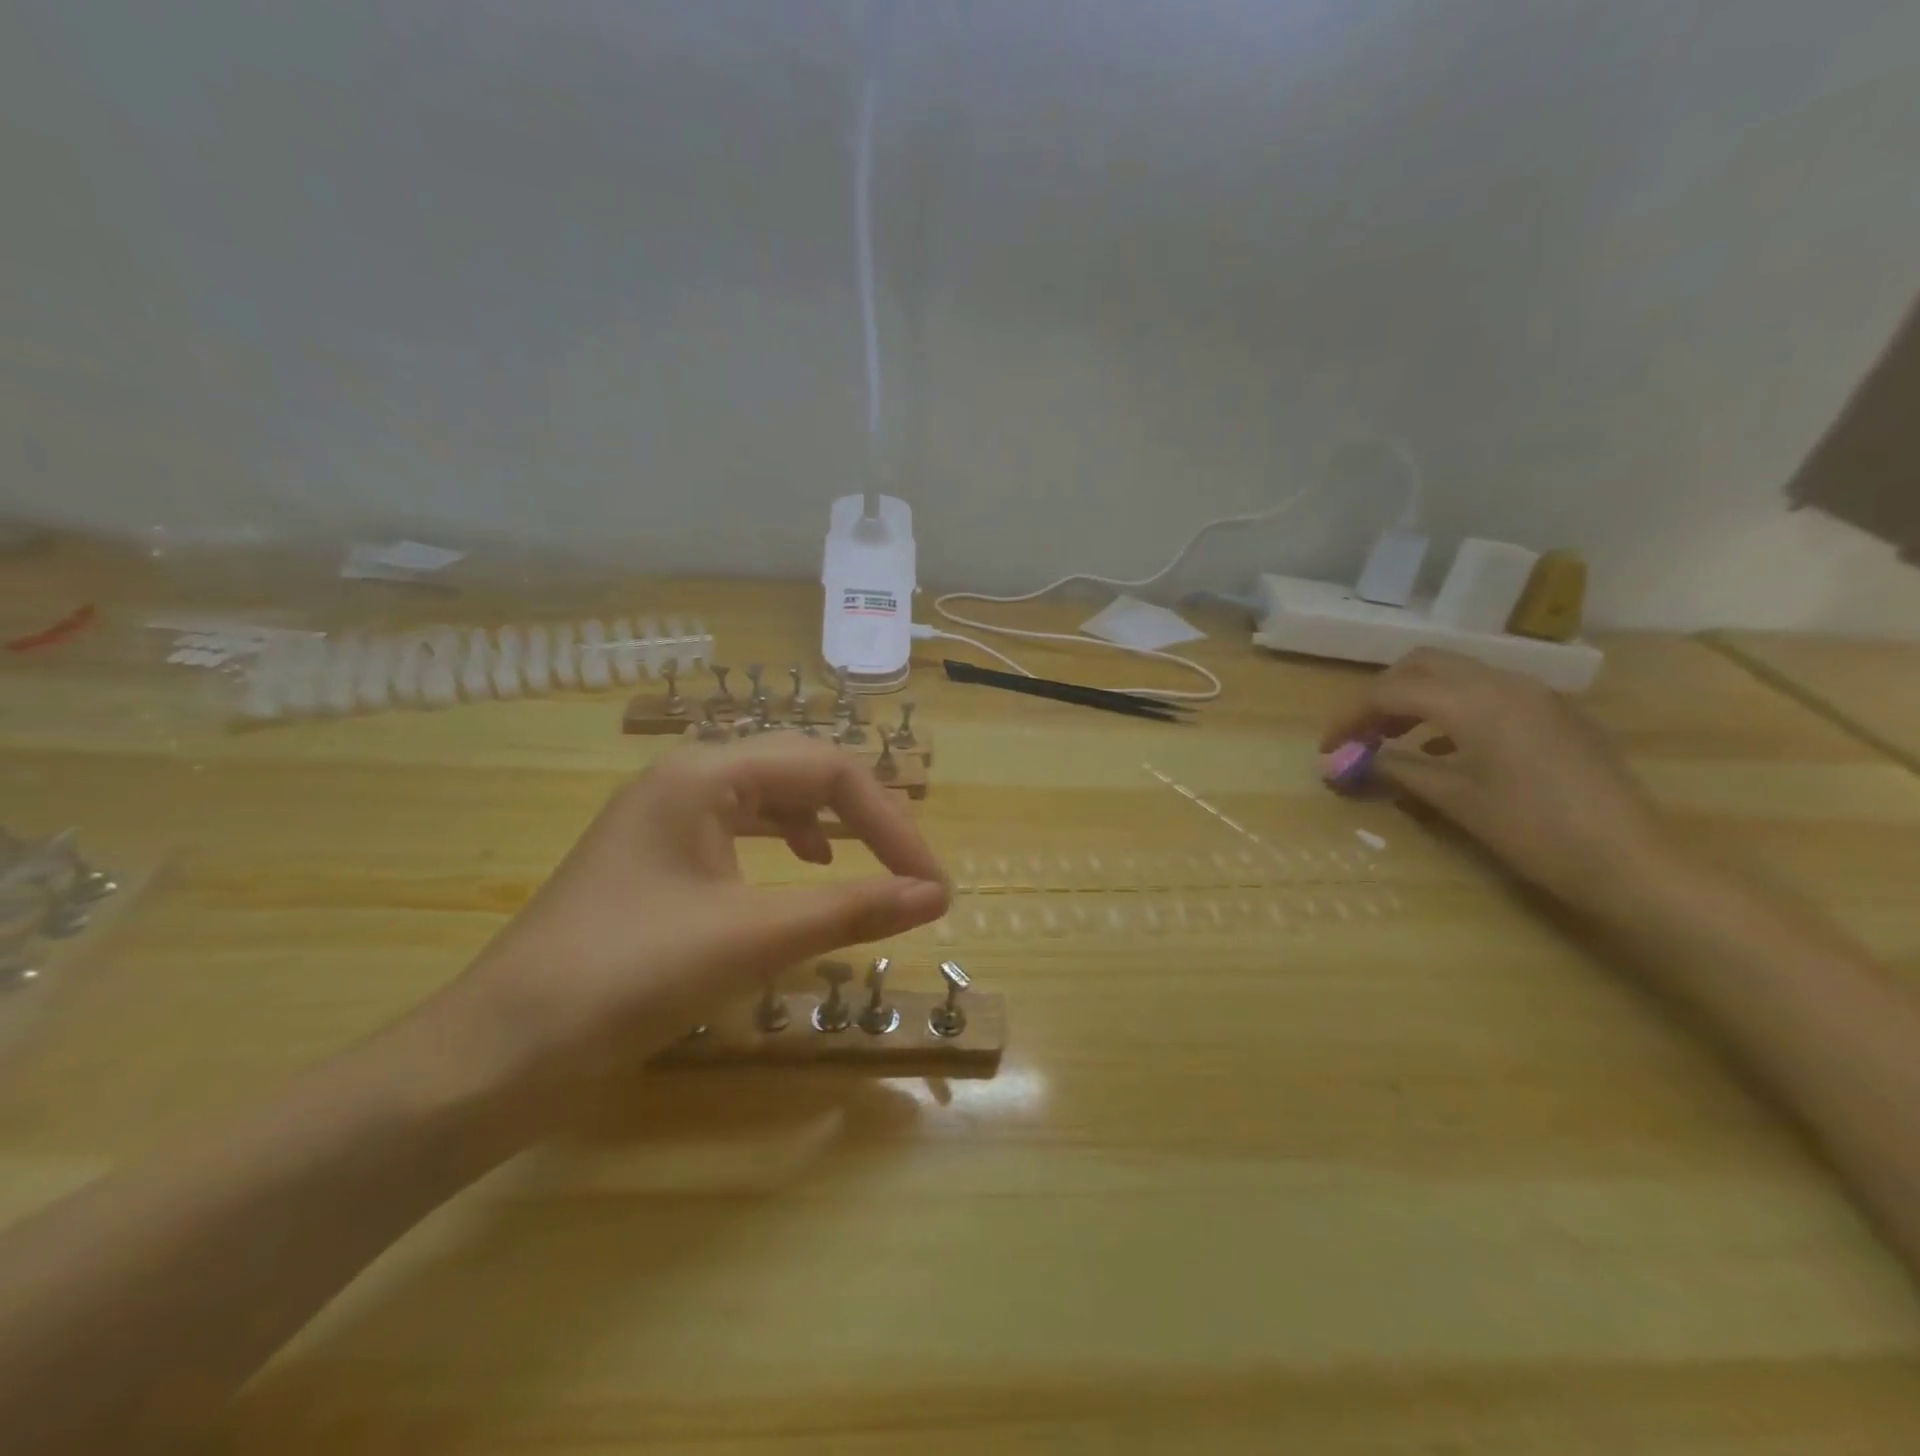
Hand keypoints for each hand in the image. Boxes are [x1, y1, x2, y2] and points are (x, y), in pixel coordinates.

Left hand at [443, 735, 950, 1096]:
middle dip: (865, 816)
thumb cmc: (625, 979)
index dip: (890, 821)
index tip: (930, 884)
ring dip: (829, 825)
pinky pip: (744, 830)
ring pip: (773, 798)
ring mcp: (668, 817)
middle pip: (801, 772)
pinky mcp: (660, 859)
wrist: (496, 1055)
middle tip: (909, 869)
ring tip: (869, 863)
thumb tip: (935, 895)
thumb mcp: (750, 938)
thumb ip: (850, 909)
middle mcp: (686, 778)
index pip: (826, 770)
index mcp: (704, 773)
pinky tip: (806, 872)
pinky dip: (789, 846)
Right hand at [1322, 649, 1671, 916]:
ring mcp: (1536, 696)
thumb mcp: (1454, 799)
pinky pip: (1490, 693)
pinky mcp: (1556, 714)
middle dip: (1384, 694)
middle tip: (1363, 734)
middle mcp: (1504, 683)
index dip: (1351, 716)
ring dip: (1419, 698)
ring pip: (1459, 675)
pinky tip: (1448, 750)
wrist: (1631, 861)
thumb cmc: (1532, 830)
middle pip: (1424, 665)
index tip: (1330, 747)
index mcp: (1475, 701)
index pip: (1392, 691)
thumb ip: (1395, 769)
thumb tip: (1347, 761)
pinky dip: (1454, 708)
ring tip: (1397, 741)